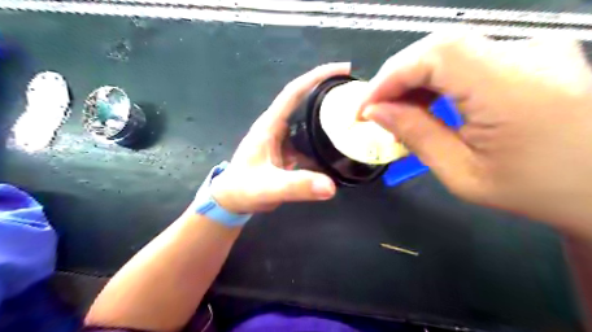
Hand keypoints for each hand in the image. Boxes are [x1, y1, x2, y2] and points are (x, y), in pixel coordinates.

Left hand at [210, 62, 348, 213]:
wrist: (231, 201)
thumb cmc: (243, 190)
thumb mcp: (268, 188)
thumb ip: (296, 186)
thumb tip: (330, 186)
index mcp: (270, 125)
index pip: (294, 92)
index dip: (317, 77)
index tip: (343, 69)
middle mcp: (277, 127)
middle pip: (304, 102)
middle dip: (328, 93)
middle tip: (355, 94)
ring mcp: (283, 140)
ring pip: (308, 121)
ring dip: (327, 116)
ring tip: (352, 116)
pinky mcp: (287, 152)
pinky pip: (308, 140)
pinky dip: (323, 139)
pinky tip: (338, 144)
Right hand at [360, 32, 591, 237]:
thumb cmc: (534, 190)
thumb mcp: (463, 174)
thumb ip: (416, 135)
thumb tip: (376, 112)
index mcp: (511, 88)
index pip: (434, 55)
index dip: (390, 76)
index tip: (365, 107)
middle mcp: (526, 54)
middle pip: (440, 45)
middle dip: (396, 76)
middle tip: (376, 109)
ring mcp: (532, 50)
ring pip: (451, 48)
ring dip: (414, 77)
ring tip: (397, 109)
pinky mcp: (531, 55)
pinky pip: (469, 57)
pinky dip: (437, 77)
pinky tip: (427, 102)